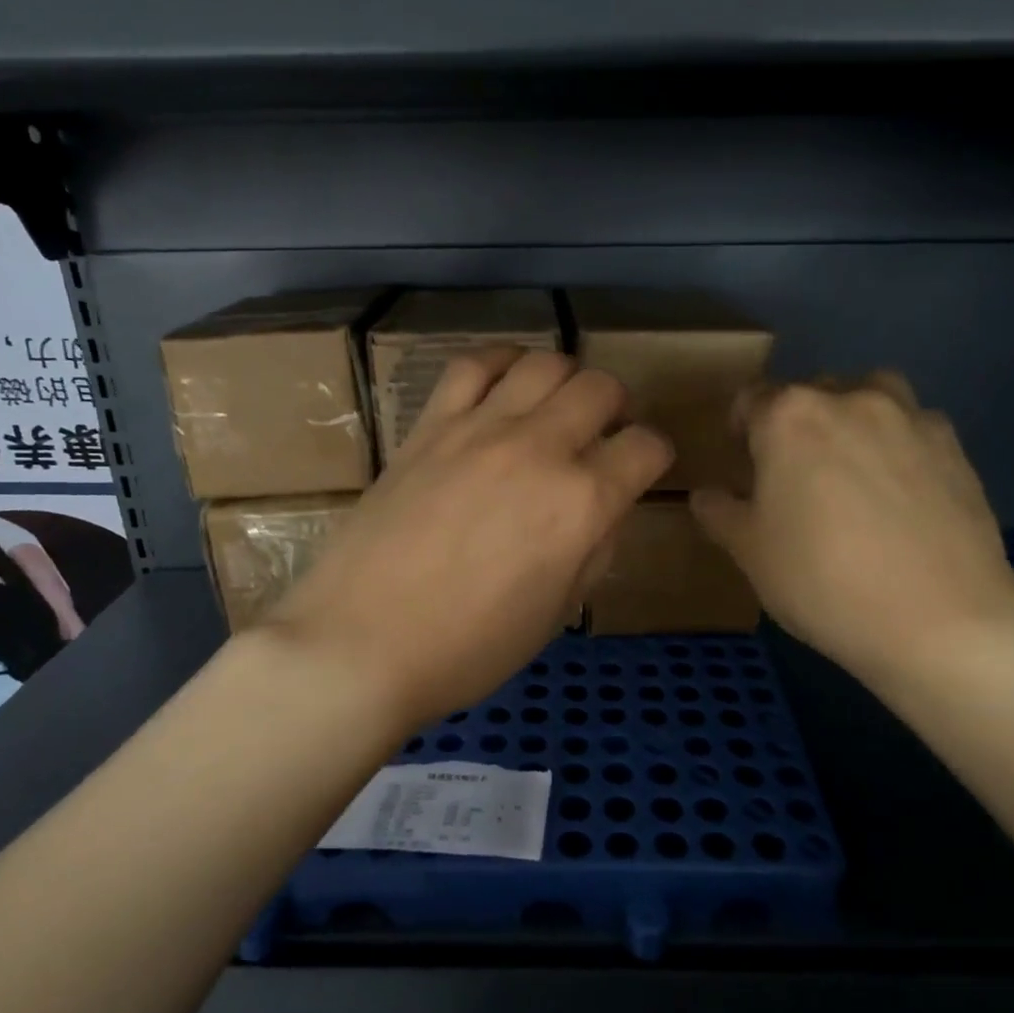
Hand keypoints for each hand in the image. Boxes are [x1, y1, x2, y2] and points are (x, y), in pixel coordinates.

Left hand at [266, 349, 671, 731]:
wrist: (360, 644)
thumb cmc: (468, 648)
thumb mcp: (556, 613)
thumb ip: (595, 551)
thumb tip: (604, 510)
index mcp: (581, 503)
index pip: (645, 448)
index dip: (653, 456)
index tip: (640, 469)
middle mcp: (539, 449)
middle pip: (600, 388)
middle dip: (616, 407)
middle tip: (603, 432)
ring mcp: (479, 429)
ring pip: (543, 363)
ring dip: (565, 379)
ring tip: (555, 405)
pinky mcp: (429, 425)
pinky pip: (472, 365)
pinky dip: (500, 364)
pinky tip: (504, 386)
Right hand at [691, 373, 1013, 692]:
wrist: (940, 621)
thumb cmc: (822, 581)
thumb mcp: (749, 553)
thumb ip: (720, 513)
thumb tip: (706, 495)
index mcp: (789, 417)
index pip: (751, 399)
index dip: (741, 428)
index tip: (744, 462)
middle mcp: (849, 400)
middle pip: (810, 393)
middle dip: (796, 424)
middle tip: (796, 475)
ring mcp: (909, 418)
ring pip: (870, 395)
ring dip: (853, 417)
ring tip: (853, 468)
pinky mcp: (955, 446)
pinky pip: (914, 428)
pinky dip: (899, 444)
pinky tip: (902, 491)